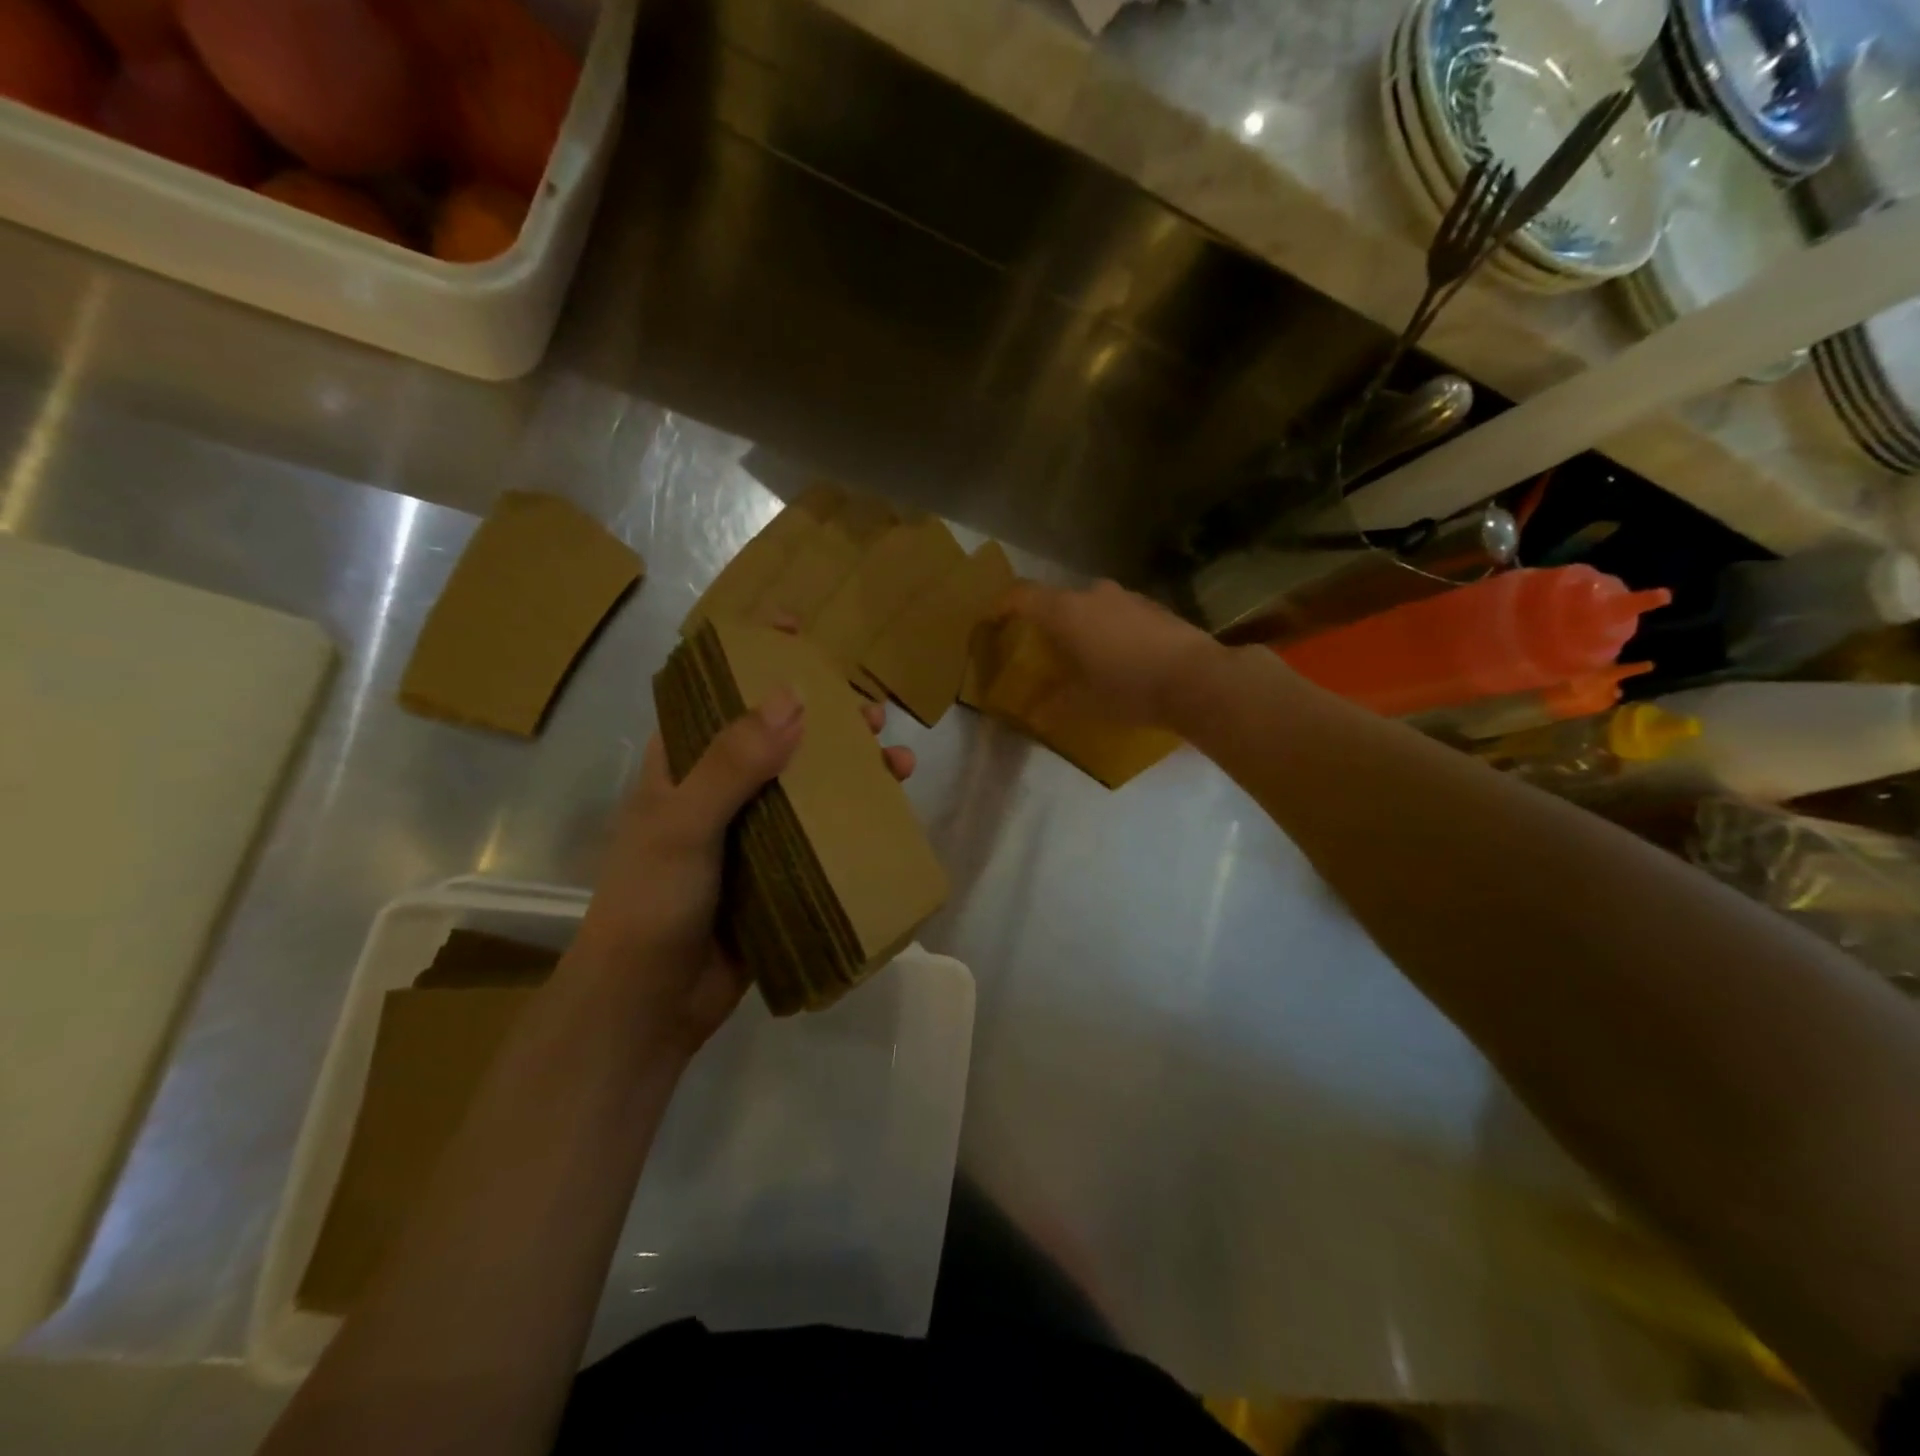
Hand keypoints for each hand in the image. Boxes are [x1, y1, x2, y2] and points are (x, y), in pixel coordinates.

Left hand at [570, 691, 913, 1057]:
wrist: (650, 1005)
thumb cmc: (652, 903)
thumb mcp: (685, 824)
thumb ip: (734, 762)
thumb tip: (794, 697)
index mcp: (682, 765)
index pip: (715, 691)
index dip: (750, 655)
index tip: (791, 626)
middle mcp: (720, 789)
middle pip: (778, 734)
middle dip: (824, 714)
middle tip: (867, 711)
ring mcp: (753, 831)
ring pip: (809, 782)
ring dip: (852, 765)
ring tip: (894, 758)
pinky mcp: (780, 870)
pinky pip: (823, 831)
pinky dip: (856, 816)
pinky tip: (890, 810)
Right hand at [1004, 580, 1222, 726]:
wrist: (1198, 680)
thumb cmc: (1129, 689)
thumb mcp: (1083, 703)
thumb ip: (1053, 702)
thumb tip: (1036, 711)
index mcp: (1066, 612)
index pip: (1021, 596)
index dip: (1000, 606)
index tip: (991, 620)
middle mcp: (1093, 594)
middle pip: (1057, 601)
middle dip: (1047, 623)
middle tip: (1044, 651)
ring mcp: (1127, 597)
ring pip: (1091, 607)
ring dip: (1082, 627)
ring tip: (1085, 658)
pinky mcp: (1154, 607)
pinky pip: (1118, 614)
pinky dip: (1110, 630)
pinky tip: (1121, 659)